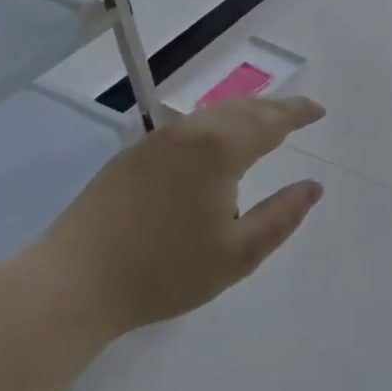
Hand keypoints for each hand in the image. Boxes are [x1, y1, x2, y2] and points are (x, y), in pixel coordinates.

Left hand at [24, 96, 326, 340]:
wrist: (72, 282)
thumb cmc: (164, 271)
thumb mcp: (238, 254)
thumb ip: (282, 216)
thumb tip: (313, 187)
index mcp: (220, 149)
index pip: (271, 121)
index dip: (298, 113)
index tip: (319, 111)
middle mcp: (190, 132)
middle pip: (242, 109)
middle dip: (274, 108)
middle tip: (297, 113)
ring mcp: (157, 141)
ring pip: (212, 114)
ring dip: (244, 113)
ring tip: (263, 123)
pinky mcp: (132, 155)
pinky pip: (189, 126)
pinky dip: (216, 125)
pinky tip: (215, 142)